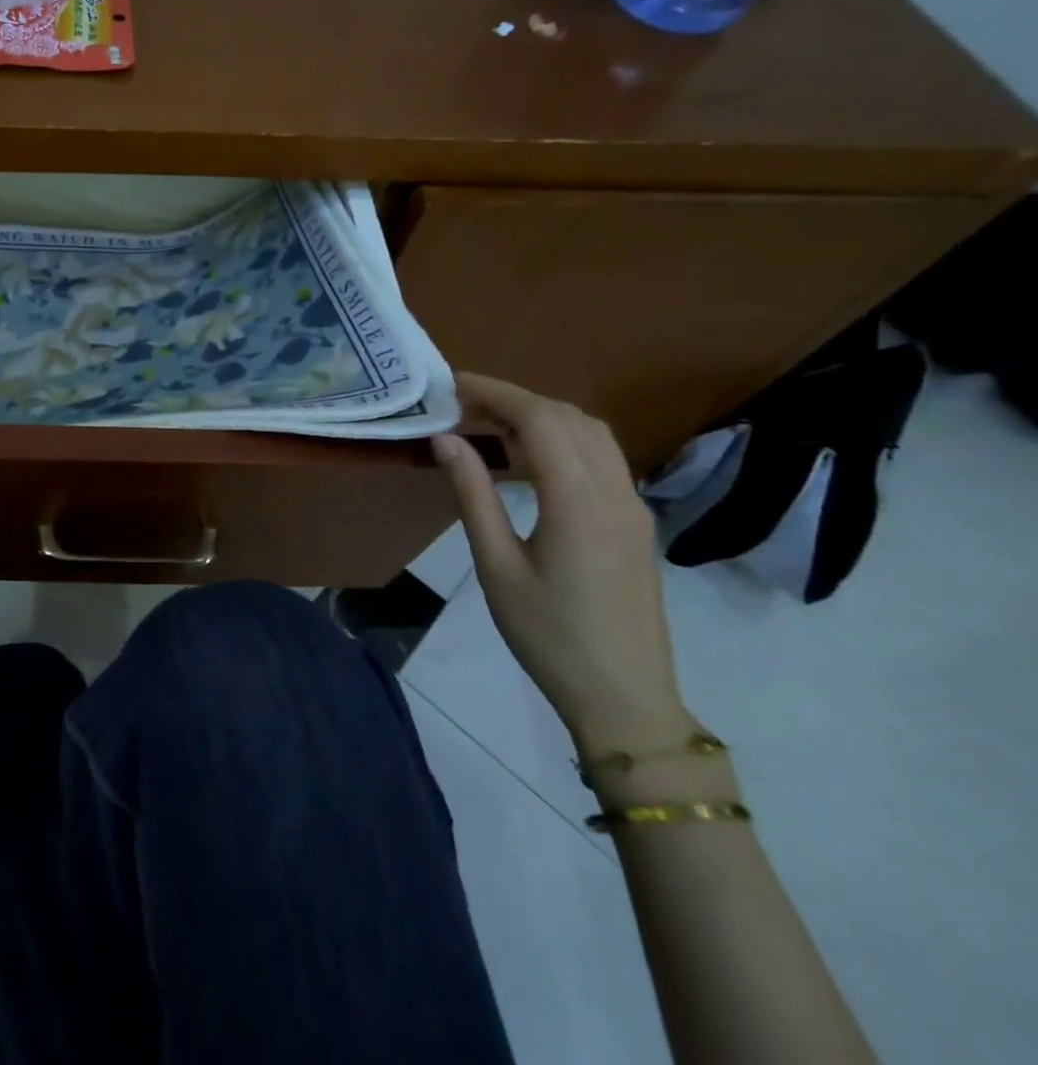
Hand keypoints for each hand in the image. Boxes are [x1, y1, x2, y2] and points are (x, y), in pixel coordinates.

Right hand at [430, 373, 692, 755]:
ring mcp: (633, 506)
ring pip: (592, 434)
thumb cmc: (548, 634)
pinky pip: (602, 459)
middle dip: (515, 399)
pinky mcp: (636, 523)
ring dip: (542, 417)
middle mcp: (615, 491)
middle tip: (461, 406)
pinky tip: (528, 461)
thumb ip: (472, 494)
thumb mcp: (496, 564)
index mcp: (579, 500)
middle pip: (569, 417)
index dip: (495, 392)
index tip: (451, 385)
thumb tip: (445, 439)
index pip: (540, 419)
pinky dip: (562, 440)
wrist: (624, 698)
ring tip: (489, 426)